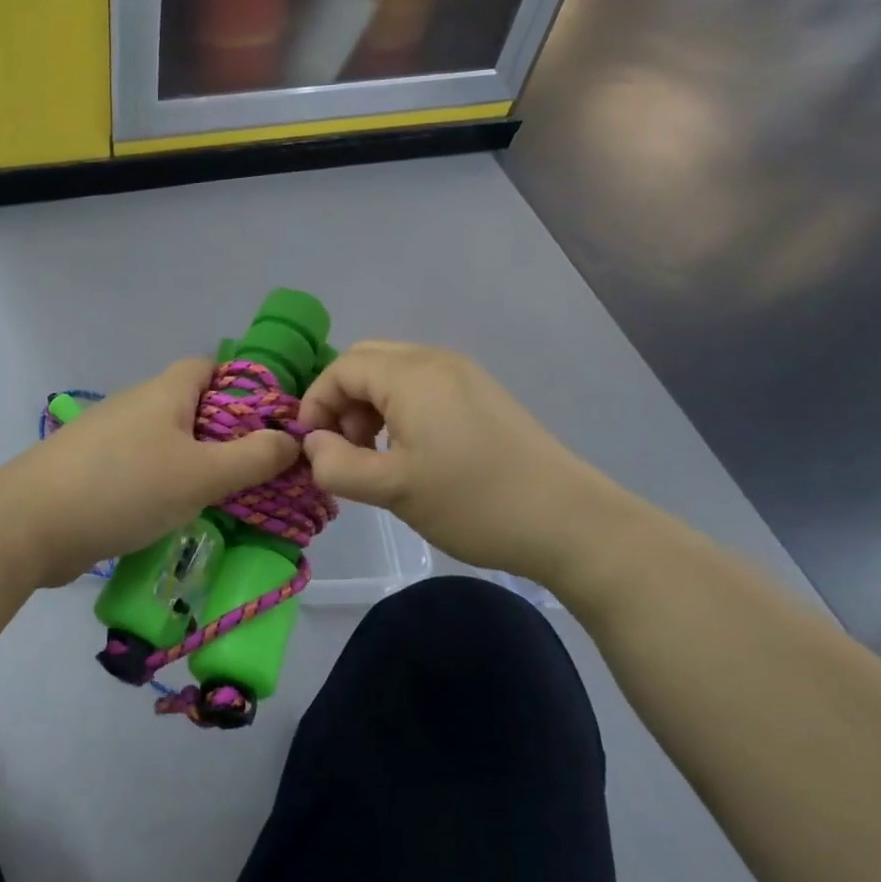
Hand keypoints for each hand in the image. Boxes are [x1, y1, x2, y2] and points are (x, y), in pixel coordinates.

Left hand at [11, 359, 300, 587]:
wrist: (30, 524)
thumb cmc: (124, 487)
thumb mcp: (201, 475)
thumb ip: (252, 458)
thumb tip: (293, 439)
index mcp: (164, 392)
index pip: (209, 367)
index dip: (243, 387)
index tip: (271, 423)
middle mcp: (136, 405)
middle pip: (191, 407)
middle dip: (226, 434)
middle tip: (257, 470)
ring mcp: (110, 438)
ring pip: (167, 441)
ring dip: (196, 464)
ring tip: (226, 497)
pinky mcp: (93, 471)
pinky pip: (143, 469)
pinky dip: (165, 485)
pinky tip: (177, 514)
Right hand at [298, 341, 629, 587]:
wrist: (568, 521)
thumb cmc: (472, 501)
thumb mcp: (392, 489)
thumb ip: (337, 465)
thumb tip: (313, 444)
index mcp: (412, 374)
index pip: (341, 368)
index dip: (316, 404)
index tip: (312, 449)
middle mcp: (436, 360)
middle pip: (366, 362)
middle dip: (341, 401)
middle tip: (344, 448)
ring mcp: (464, 375)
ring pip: (393, 373)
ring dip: (368, 405)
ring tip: (373, 455)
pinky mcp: (481, 395)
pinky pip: (421, 386)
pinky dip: (398, 409)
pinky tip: (409, 451)